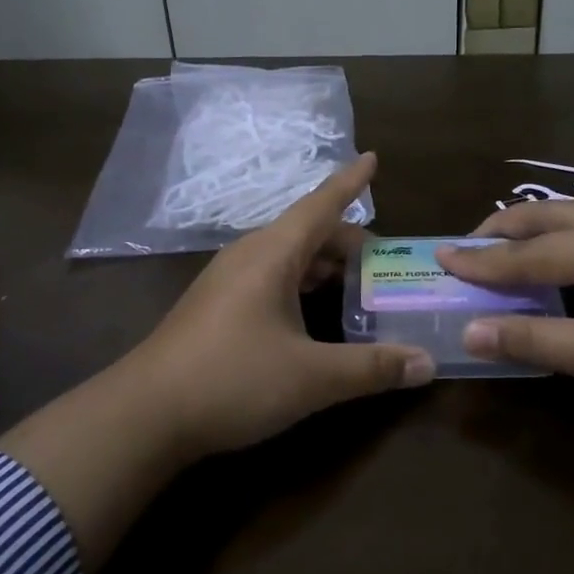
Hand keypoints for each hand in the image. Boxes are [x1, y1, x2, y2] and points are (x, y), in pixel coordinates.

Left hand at [117, 152, 434, 457]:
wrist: (145, 415)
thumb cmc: (232, 380)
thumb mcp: (311, 377)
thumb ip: (372, 368)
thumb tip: (428, 363)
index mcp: (272, 254)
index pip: (321, 206)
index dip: (350, 183)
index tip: (373, 158)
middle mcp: (249, 256)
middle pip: (308, 233)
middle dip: (349, 244)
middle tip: (386, 266)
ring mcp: (228, 280)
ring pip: (288, 257)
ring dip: (325, 267)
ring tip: (359, 288)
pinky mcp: (217, 306)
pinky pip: (271, 277)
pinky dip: (302, 284)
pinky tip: (315, 315)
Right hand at [440, 201, 573, 514]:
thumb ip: (538, 340)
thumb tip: (471, 332)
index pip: (534, 252)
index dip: (484, 261)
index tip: (439, 257)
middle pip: (553, 215)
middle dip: (505, 229)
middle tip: (464, 246)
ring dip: (535, 232)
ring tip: (501, 250)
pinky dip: (565, 242)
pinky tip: (557, 262)